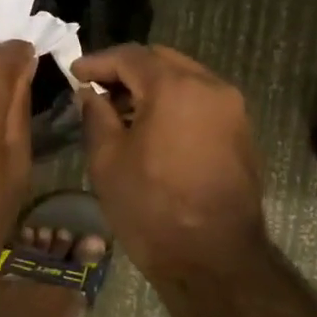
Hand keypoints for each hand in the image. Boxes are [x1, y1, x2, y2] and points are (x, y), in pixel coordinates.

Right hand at [74, 44, 265, 277]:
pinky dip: (176, 103)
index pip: (131, 57)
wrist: (215, 259)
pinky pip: (202, 102)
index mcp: (176, 87)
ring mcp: (232, 109)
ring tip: (122, 111)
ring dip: (153, 87)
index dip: (98, 61)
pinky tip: (153, 128)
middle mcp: (211, 86)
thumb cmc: (153, 209)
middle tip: (98, 90)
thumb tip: (91, 94)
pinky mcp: (242, 132)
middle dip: (128, 70)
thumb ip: (96, 115)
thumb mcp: (108, 162)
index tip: (75, 72)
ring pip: (186, 79)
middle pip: (162, 61)